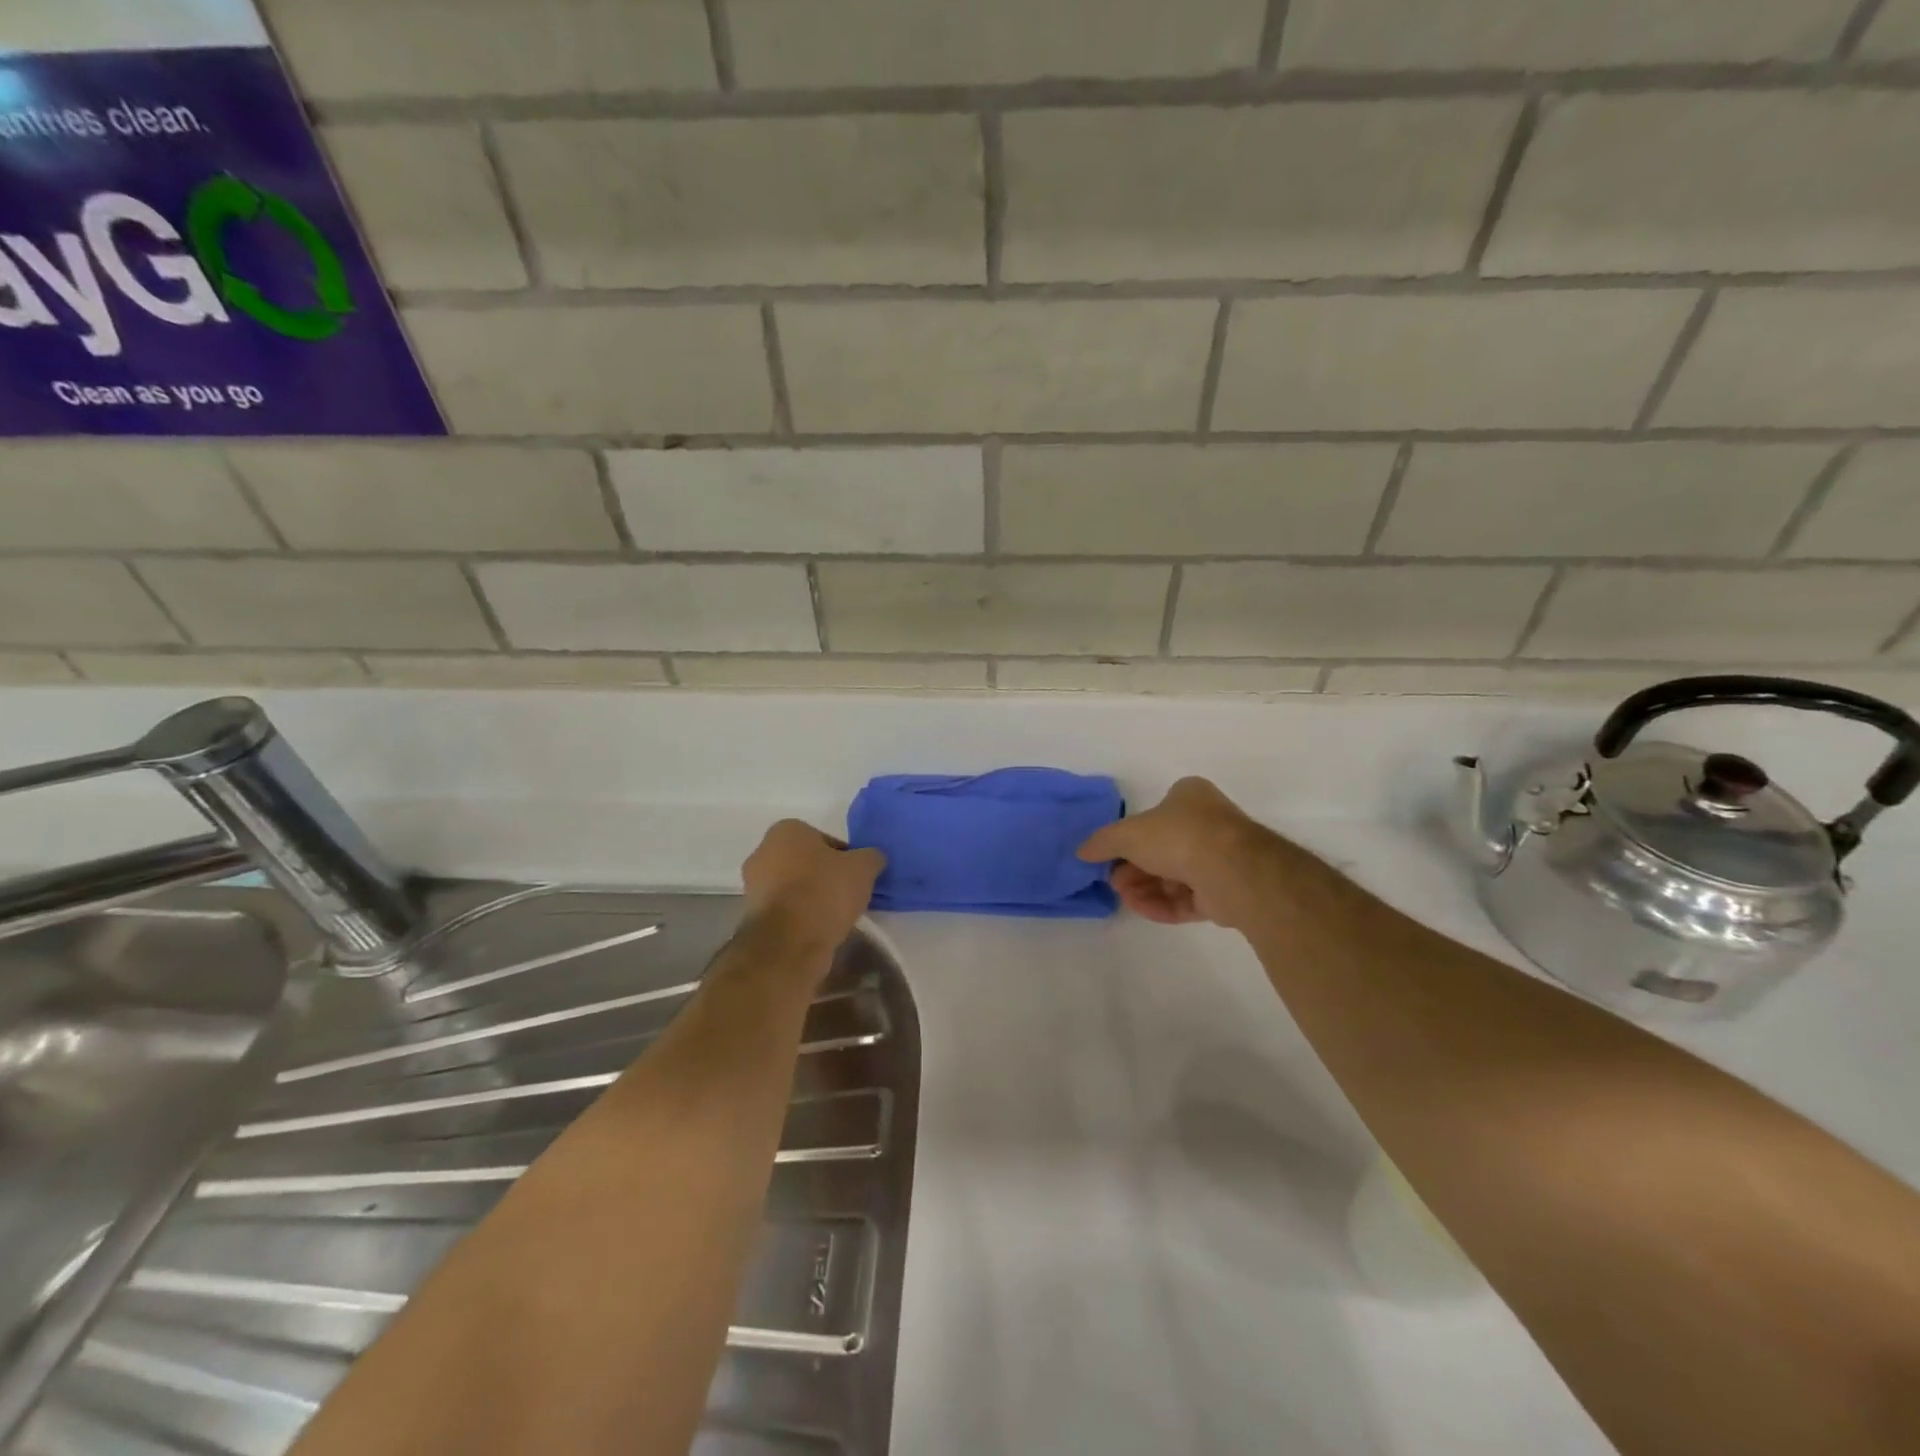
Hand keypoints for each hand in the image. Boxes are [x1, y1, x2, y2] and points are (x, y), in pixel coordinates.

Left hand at [741, 820, 884, 954]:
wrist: (789, 943)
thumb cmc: (824, 892)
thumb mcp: (863, 868)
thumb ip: (871, 856)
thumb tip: (873, 858)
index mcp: (785, 830)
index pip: (824, 839)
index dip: (845, 857)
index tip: (856, 876)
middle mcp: (762, 852)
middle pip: (806, 862)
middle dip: (825, 876)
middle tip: (848, 894)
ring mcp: (753, 886)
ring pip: (794, 887)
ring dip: (812, 898)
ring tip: (836, 916)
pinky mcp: (752, 916)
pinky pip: (785, 910)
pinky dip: (800, 917)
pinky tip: (819, 930)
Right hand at [1077, 777, 1287, 929]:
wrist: (1230, 869)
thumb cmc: (1178, 835)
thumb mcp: (1128, 833)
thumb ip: (1102, 842)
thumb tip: (1081, 852)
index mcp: (1189, 797)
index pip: (1154, 815)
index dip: (1129, 837)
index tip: (1110, 856)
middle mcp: (1207, 823)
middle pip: (1161, 849)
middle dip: (1134, 868)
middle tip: (1114, 881)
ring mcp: (1219, 859)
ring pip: (1173, 876)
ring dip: (1145, 887)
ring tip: (1125, 897)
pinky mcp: (1225, 892)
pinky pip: (1188, 899)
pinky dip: (1163, 904)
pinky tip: (1141, 909)